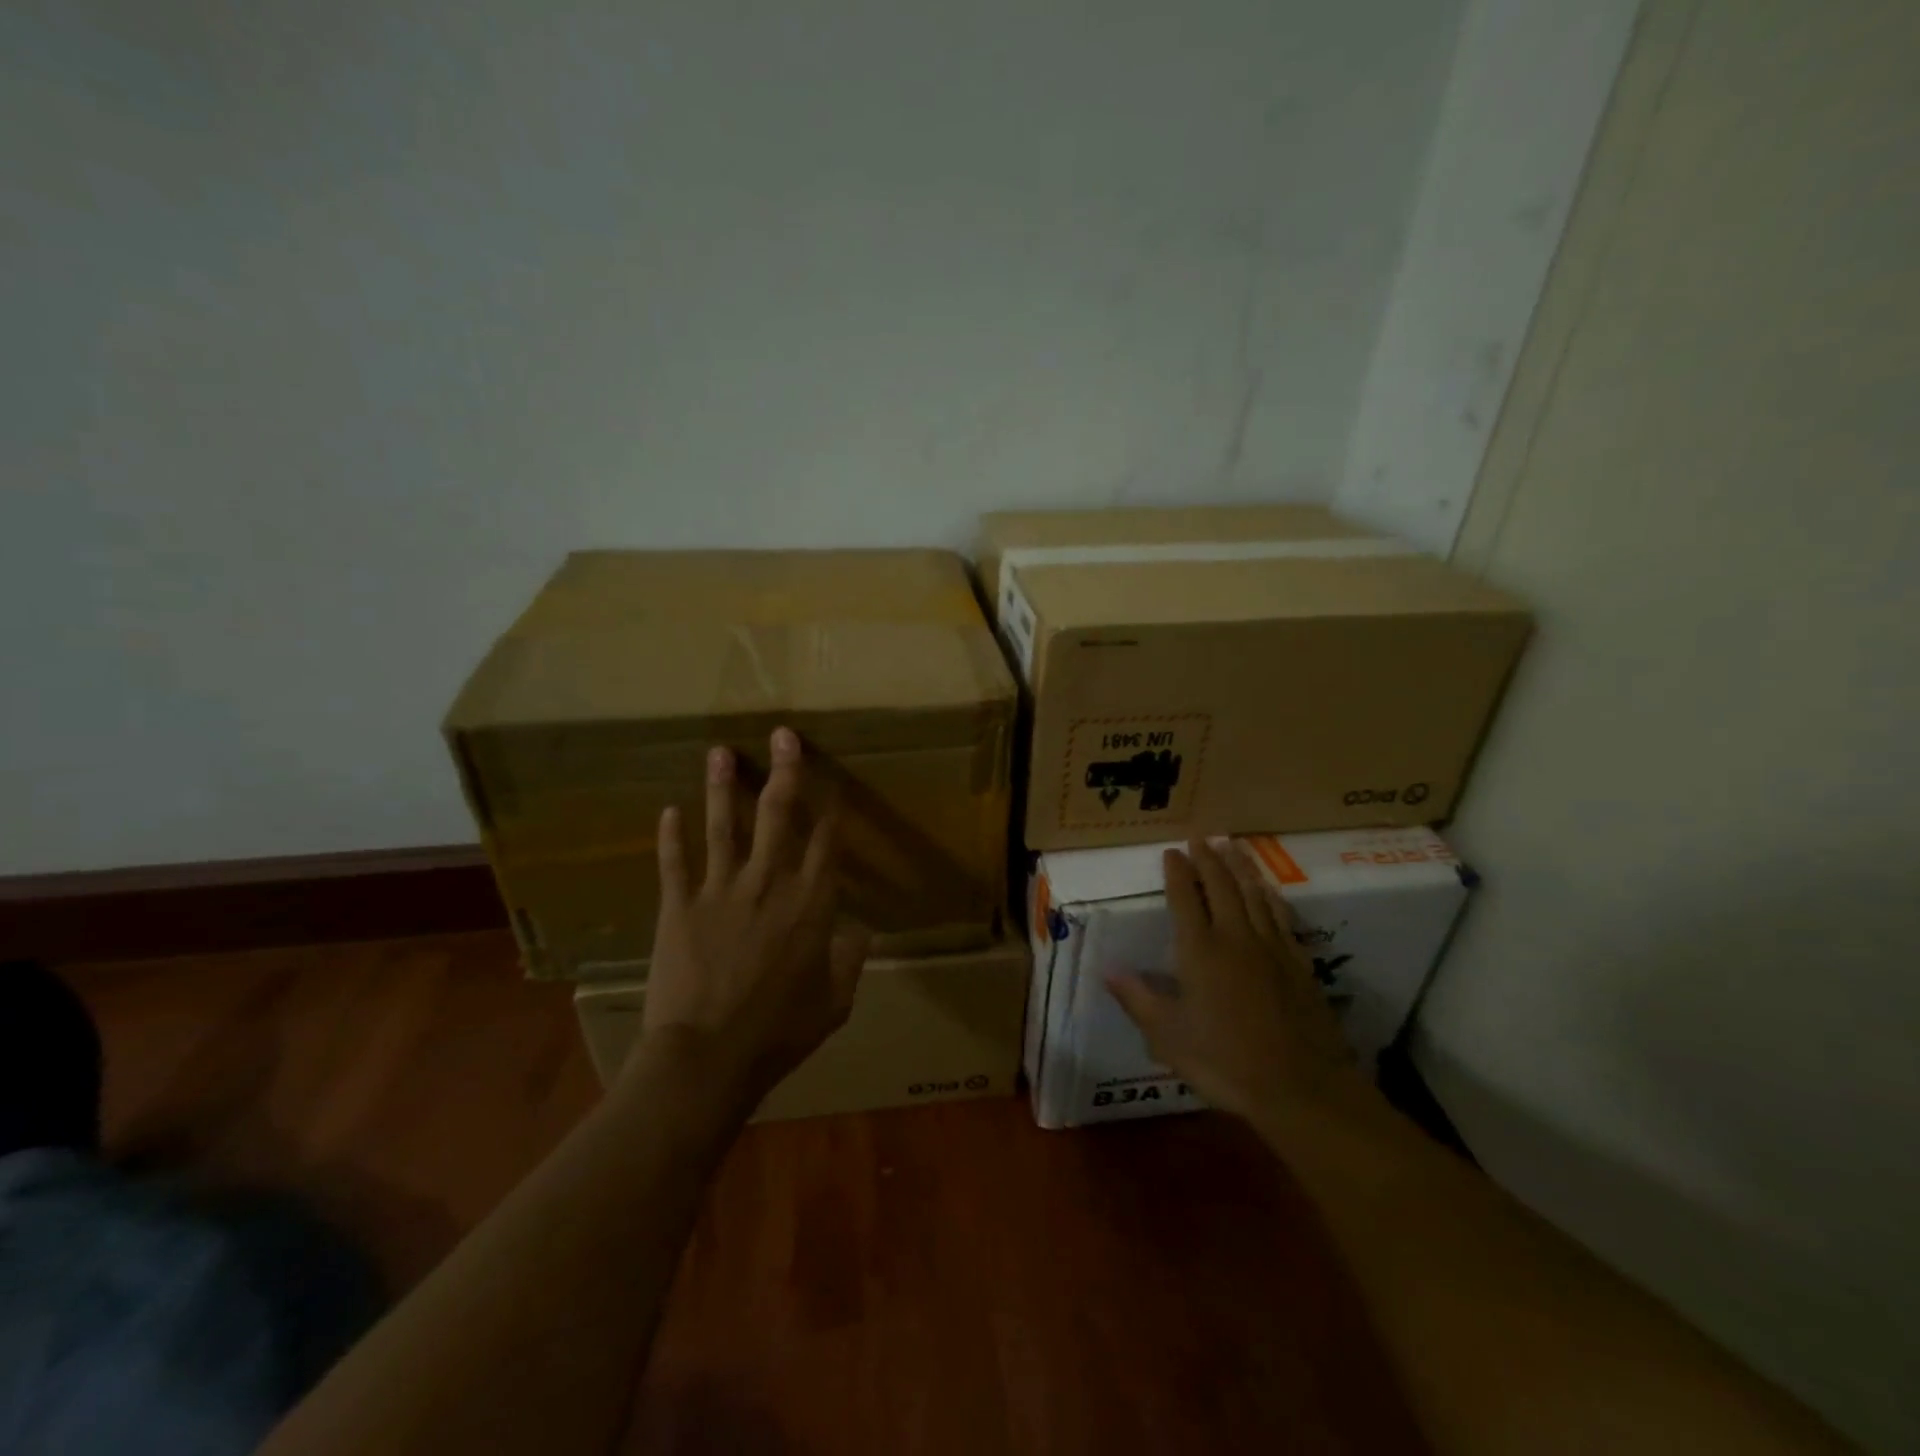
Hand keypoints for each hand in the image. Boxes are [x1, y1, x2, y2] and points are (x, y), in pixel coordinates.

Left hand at [632, 727, 869, 1111]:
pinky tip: (669, 809)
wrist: (709, 1056)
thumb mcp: (834, 1003)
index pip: (826, 841)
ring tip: (719, 752)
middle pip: (779, 815)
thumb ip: (850, 962)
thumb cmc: (779, 1032)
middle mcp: (769, 883)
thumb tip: (861, 933)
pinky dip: (671, 835)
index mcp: (811, 904)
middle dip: (785, 771)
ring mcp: (721, 889)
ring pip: (724, 825)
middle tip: (783, 736)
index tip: (833, 781)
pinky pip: (675, 861)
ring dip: (723, 786)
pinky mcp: (679, 905)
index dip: (831, 807)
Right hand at [1108, 838, 1368, 1124]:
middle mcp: (1235, 938)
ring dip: (1240, 867)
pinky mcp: (1297, 963)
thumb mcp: (1168, 1037)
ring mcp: (1270, 948)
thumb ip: (1138, 1000)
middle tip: (1200, 837)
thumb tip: (1107, 970)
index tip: (1171, 851)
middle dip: (1208, 859)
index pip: (1184, 898)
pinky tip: (1268, 890)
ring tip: (1232, 846)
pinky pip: (1280, 917)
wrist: (1301, 1087)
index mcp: (1199, 951)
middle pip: (1221, 886)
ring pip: (1253, 894)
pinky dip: (1270, 896)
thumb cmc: (1225, 1062)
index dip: (1177, 872)